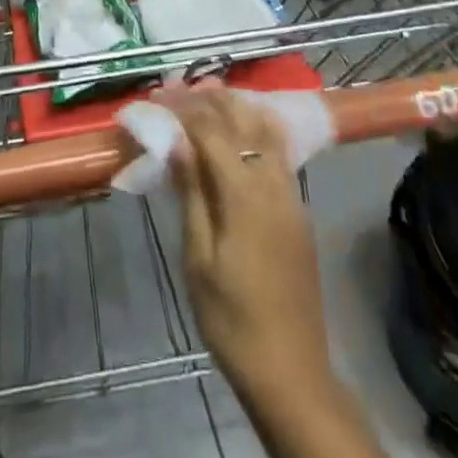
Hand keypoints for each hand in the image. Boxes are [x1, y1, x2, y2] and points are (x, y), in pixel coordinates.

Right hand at [163, 88, 333, 401]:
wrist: (291, 370)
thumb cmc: (232, 318)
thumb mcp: (198, 260)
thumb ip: (192, 194)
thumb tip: (177, 141)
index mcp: (245, 194)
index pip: (212, 131)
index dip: (184, 109)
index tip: (159, 95)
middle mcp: (272, 182)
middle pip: (242, 120)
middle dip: (209, 99)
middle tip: (179, 86)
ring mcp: (290, 193)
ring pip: (265, 129)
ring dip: (235, 106)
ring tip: (208, 93)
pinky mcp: (297, 208)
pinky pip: (277, 149)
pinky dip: (256, 126)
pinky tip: (242, 127)